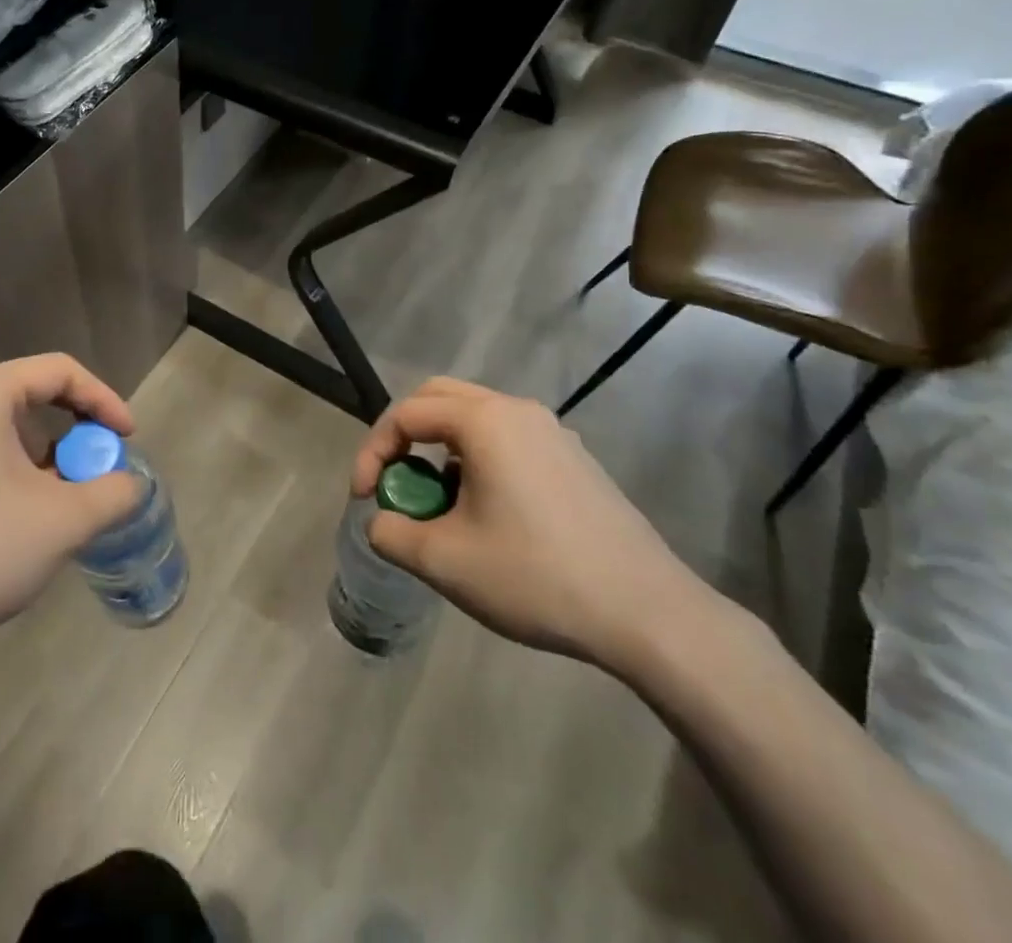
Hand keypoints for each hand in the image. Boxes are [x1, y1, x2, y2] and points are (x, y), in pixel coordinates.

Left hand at [0, 354, 143, 654]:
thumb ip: (113, 493)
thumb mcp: (64, 522)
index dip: (104, 400)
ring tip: (64, 494)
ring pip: (6, 421)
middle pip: (32, 392)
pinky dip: (13, 463)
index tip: (127, 438)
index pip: (60, 371)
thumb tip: (130, 485)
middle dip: (75, 428)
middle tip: (98, 465)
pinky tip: (22, 509)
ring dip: (45, 450)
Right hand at [351, 377, 711, 674]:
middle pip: (438, 398)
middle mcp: (517, 410)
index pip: (405, 414)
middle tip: (393, 479)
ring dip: (440, 446)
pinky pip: (508, 438)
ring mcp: (552, 432)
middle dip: (403, 435)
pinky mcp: (574, 458)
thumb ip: (392, 533)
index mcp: (483, 421)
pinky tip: (486, 511)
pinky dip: (477, 457)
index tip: (363, 498)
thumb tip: (380, 522)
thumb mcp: (445, 561)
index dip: (372, 452)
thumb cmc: (536, 576)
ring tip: (438, 501)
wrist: (648, 613)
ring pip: (475, 417)